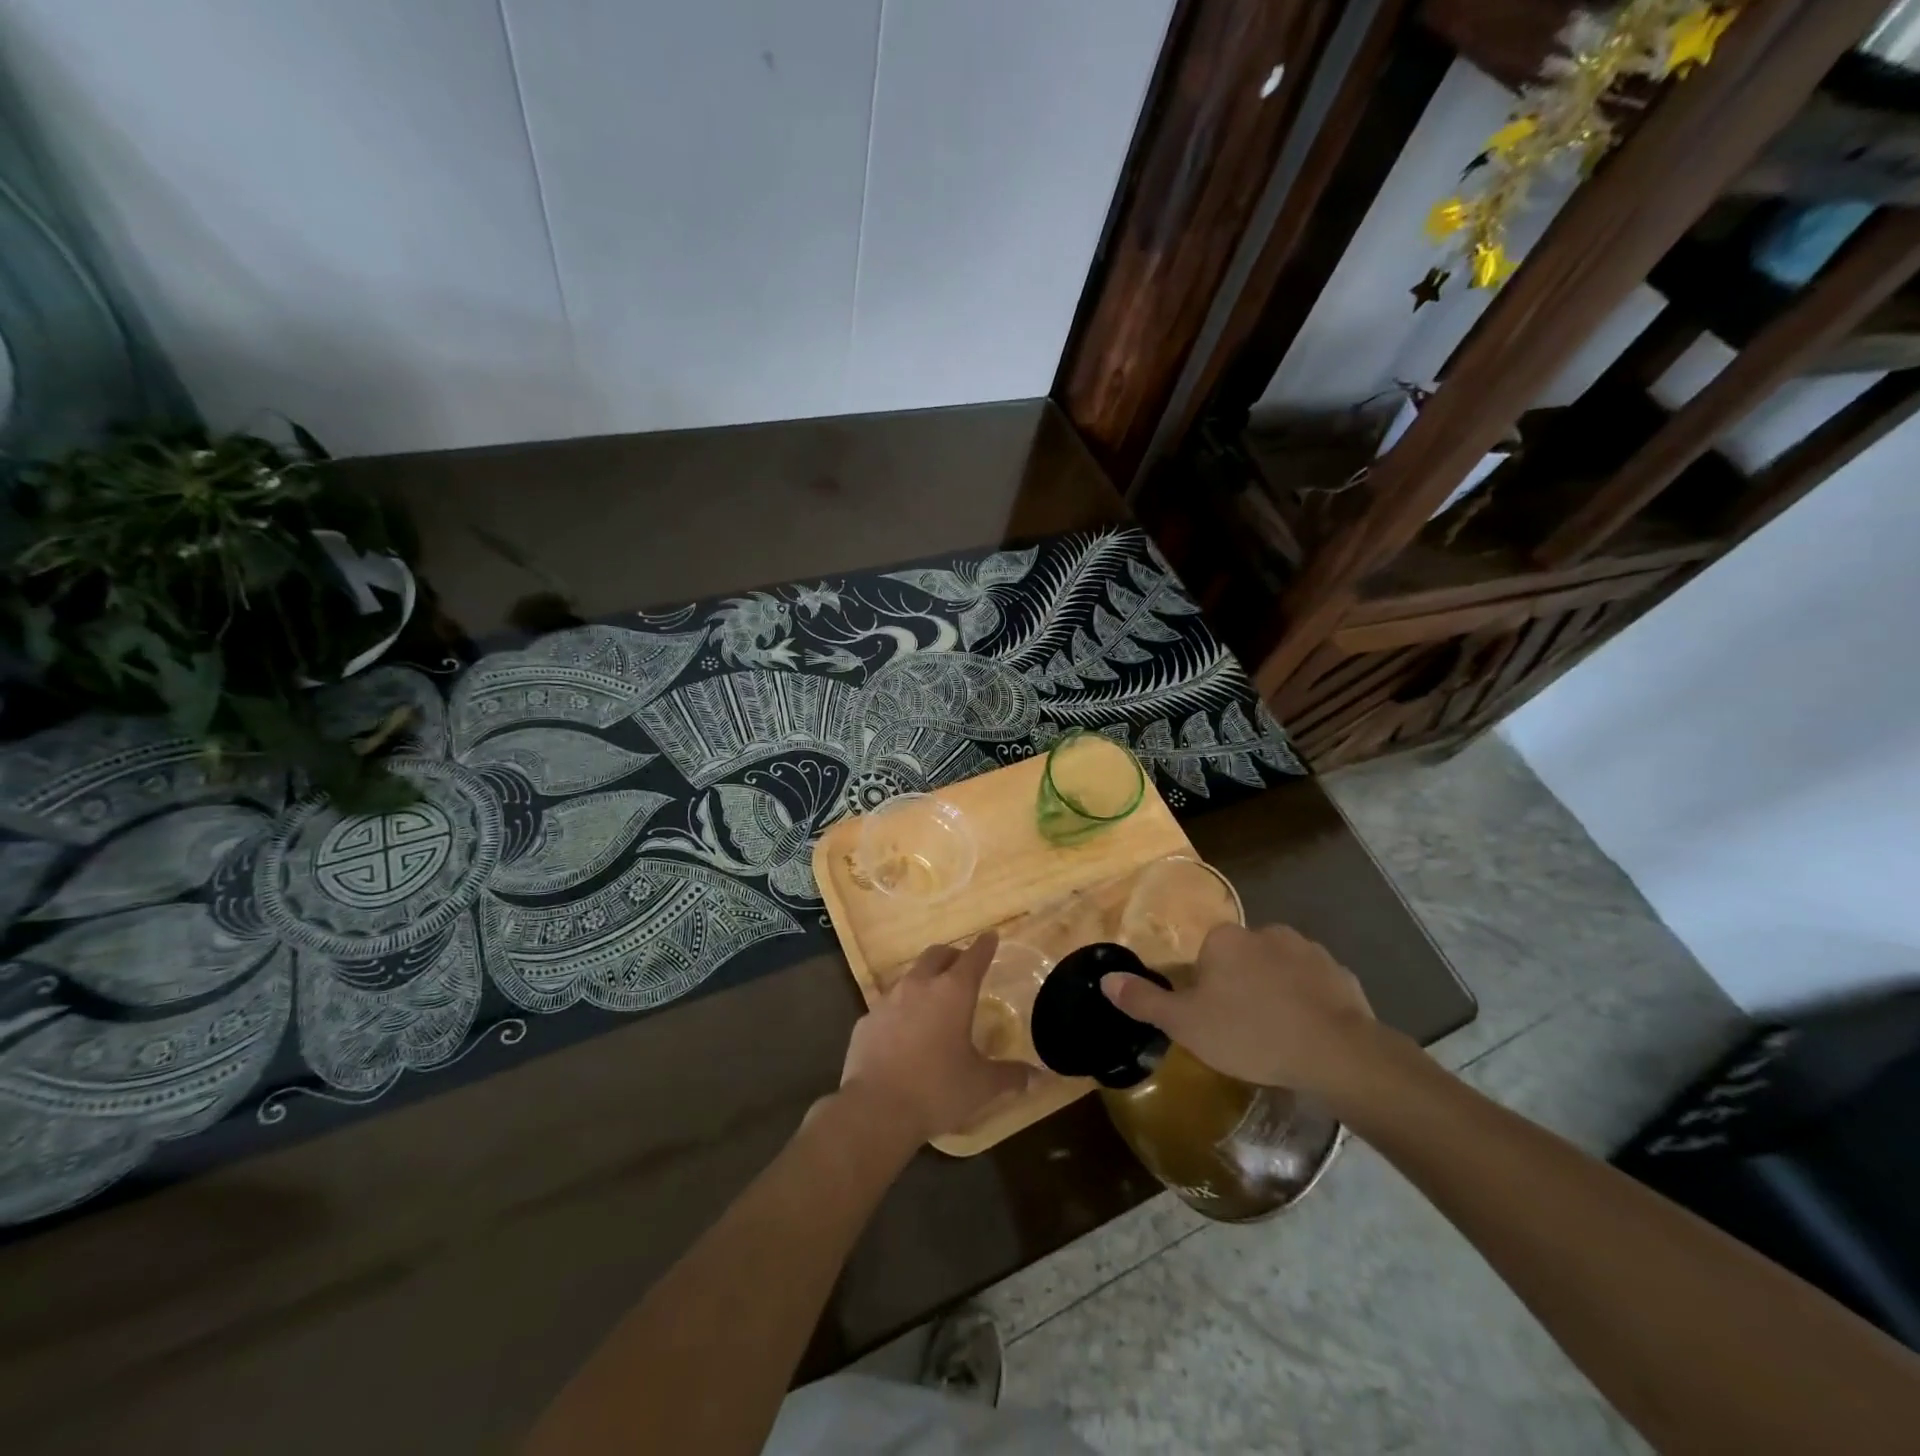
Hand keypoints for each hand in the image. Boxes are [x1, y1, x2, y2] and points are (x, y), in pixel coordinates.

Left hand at [838, 931, 1028, 1144]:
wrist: (875, 1109)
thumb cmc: (936, 1090)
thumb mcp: (981, 1085)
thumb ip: (1010, 1076)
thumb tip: (1037, 1077)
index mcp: (953, 992)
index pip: (974, 957)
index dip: (985, 946)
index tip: (990, 936)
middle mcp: (920, 985)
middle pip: (937, 954)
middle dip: (952, 956)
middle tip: (962, 967)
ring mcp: (888, 1000)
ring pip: (910, 977)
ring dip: (925, 982)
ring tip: (933, 1002)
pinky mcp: (866, 1020)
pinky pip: (888, 1007)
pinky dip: (900, 1012)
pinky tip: (903, 1034)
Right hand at [1100, 922, 1388, 1094]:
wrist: (1335, 1052)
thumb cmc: (1250, 1033)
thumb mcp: (1186, 1024)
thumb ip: (1145, 1000)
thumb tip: (1106, 979)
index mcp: (1225, 939)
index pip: (1206, 956)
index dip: (1206, 989)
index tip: (1214, 1020)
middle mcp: (1265, 932)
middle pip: (1242, 959)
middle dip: (1241, 987)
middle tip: (1244, 1030)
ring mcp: (1308, 950)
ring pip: (1279, 970)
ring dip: (1276, 992)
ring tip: (1279, 1035)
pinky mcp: (1341, 974)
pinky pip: (1315, 985)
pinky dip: (1310, 1003)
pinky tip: (1310, 1034)